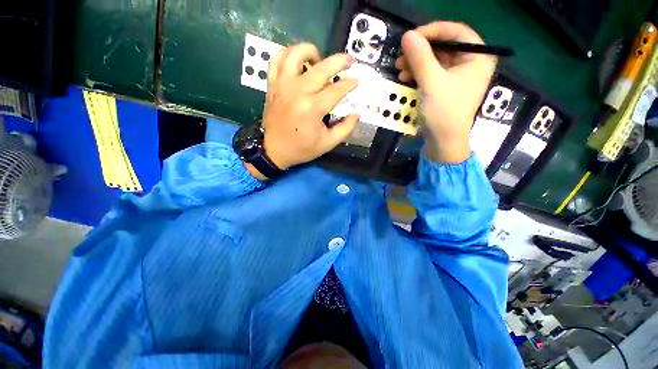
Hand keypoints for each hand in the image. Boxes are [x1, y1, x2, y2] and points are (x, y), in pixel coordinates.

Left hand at [261, 44, 359, 170]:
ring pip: (294, 54)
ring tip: (318, 60)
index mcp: (312, 108)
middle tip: (349, 61)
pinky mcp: (272, 83)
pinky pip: (276, 60)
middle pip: (321, 67)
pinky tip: (297, 60)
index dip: (350, 83)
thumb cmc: (300, 147)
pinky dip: (287, 54)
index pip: (337, 88)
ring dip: (310, 51)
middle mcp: (297, 91)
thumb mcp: (328, 143)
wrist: (271, 149)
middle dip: (340, 61)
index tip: (356, 81)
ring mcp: (282, 84)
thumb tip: (357, 113)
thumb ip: (346, 128)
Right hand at [396, 22, 496, 163]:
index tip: (415, 35)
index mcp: (478, 60)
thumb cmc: (445, 114)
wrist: (445, 143)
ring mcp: (460, 70)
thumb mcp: (432, 81)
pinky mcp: (450, 78)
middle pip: (446, 40)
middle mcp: (472, 62)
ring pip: (436, 52)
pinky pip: (433, 64)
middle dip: (422, 45)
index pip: (460, 31)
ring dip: (416, 57)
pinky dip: (418, 66)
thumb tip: (408, 34)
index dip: (436, 29)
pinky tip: (405, 75)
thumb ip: (420, 55)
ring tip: (400, 67)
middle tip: (403, 51)